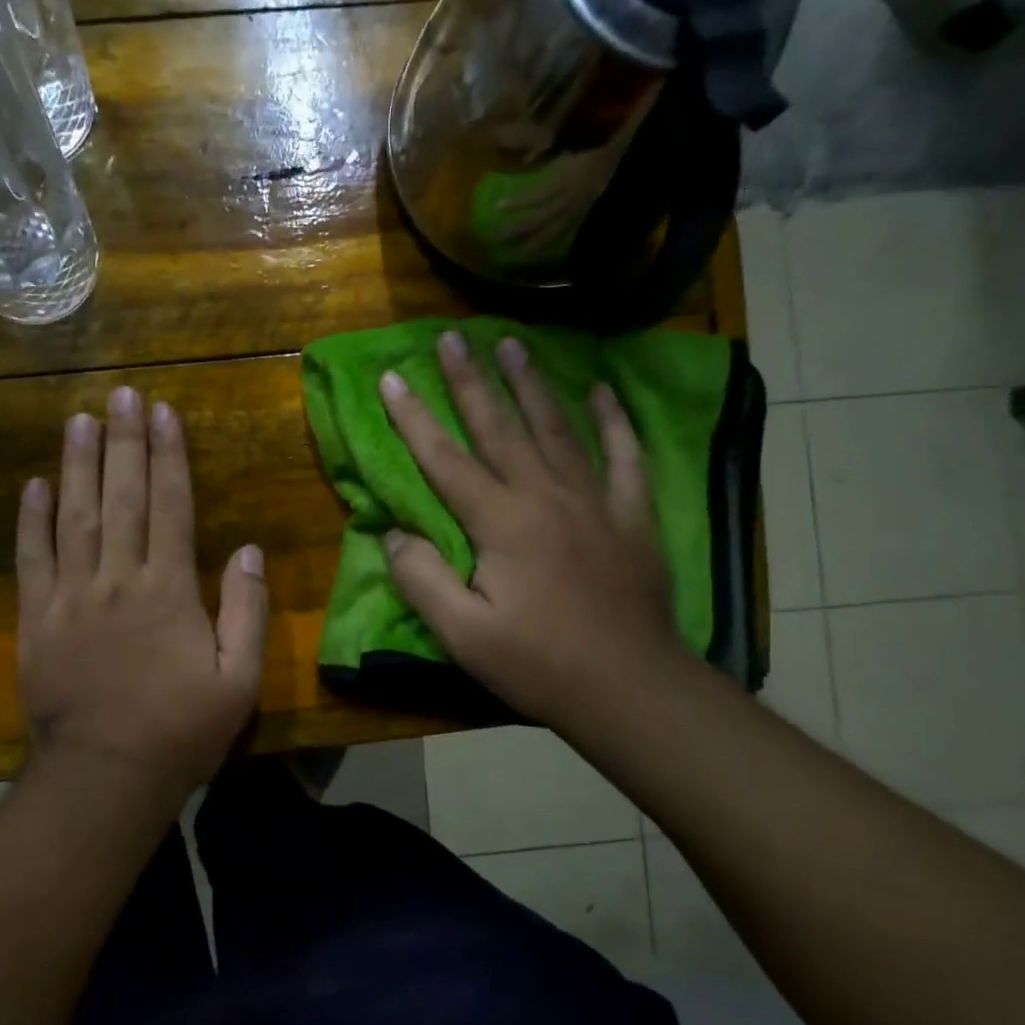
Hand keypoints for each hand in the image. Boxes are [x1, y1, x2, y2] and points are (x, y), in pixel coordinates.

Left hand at [16, 386, 267, 803]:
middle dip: (125, 442)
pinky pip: (32, 560)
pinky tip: (35, 486)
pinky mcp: (35, 620)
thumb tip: (248, 550)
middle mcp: (117, 580)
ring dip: (77, 465)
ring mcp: (70, 598)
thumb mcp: (239, 680)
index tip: (165, 413)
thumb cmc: (181, 730)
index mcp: (168, 591)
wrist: (104, 777)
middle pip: (121, 498)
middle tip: (123, 394)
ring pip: (74, 517)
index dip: (169, 457)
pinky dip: (31, 520)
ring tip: (79, 420)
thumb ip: (247, 611)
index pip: (170, 506)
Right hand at [379, 331, 683, 737]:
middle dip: (471, 380)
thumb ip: (422, 580)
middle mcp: (545, 495)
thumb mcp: (463, 634)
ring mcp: (594, 500)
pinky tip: (602, 390)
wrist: (629, 687)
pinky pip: (624, 455)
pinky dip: (614, 420)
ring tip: (513, 344)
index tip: (392, 376)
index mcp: (500, 522)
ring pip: (557, 428)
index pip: (445, 459)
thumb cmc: (538, 663)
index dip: (414, 418)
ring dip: (531, 384)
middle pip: (500, 427)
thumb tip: (394, 535)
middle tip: (453, 336)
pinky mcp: (631, 515)